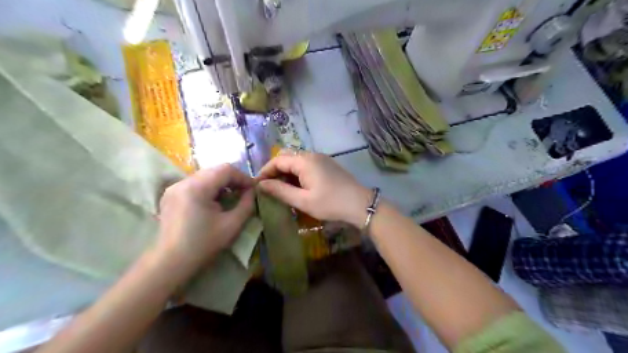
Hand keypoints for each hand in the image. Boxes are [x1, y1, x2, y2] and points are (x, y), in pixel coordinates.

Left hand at [157, 164, 253, 269]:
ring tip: (230, 198)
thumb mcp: (232, 225)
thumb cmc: (203, 245)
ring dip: (221, 183)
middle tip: (244, 193)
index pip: (225, 170)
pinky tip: (214, 202)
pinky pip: (195, 183)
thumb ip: (247, 204)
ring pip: (205, 176)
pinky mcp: (170, 195)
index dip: (243, 177)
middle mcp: (183, 182)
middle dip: (233, 179)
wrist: (170, 263)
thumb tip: (253, 191)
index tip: (253, 189)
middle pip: (214, 170)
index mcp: (196, 187)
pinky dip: (209, 188)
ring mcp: (174, 188)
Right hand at [256, 152, 369, 226]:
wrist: (360, 204)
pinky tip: (297, 187)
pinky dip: (297, 173)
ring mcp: (321, 159)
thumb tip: (261, 184)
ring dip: (287, 172)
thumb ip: (280, 191)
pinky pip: (307, 165)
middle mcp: (312, 155)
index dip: (265, 171)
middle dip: (275, 170)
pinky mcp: (327, 165)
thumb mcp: (303, 201)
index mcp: (304, 161)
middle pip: (287, 157)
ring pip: (297, 161)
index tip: (257, 185)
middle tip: (269, 187)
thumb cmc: (330, 203)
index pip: (277, 160)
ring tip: (281, 189)